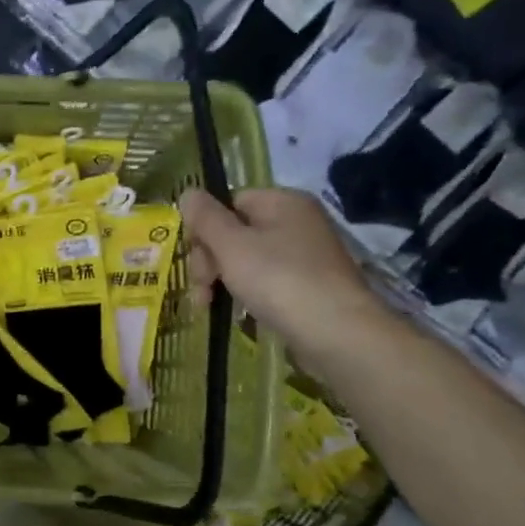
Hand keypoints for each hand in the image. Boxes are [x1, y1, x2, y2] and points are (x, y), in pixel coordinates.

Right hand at [178, 186, 394, 377]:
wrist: (336, 332)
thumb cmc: (279, 280)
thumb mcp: (231, 245)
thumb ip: (205, 218)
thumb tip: (188, 193)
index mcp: (282, 201)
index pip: (229, 202)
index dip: (205, 229)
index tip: (193, 258)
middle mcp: (297, 221)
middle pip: (236, 232)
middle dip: (210, 261)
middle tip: (202, 291)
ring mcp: (305, 254)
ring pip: (247, 259)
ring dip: (222, 280)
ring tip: (210, 306)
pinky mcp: (309, 284)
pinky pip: (266, 279)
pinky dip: (247, 293)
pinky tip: (239, 312)